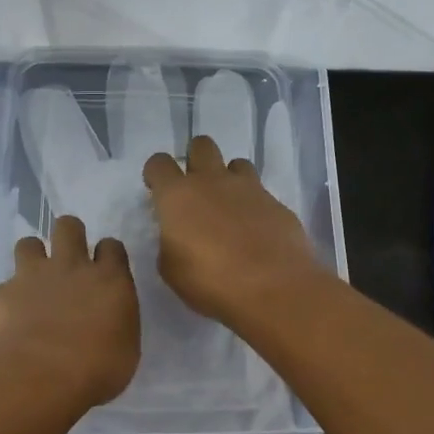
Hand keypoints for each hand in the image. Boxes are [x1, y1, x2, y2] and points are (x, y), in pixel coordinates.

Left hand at [0, 215, 139, 408]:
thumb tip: (108, 325)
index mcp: (109, 280)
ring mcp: (31, 276)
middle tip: (68, 260)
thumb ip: (116, 325)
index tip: (104, 269)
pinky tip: (6, 322)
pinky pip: (0, 289)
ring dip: (31, 258)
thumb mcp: (125, 351)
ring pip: (28, 244)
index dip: (107, 254)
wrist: (39, 376)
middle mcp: (70, 267)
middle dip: (69, 235)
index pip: (111, 247)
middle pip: (69, 227)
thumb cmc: (96, 370)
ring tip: (32, 282)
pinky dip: (3, 302)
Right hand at [142, 136, 326, 330]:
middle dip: (195, 159)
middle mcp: (213, 181)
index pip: (159, 163)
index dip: (156, 174)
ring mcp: (249, 188)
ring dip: (228, 179)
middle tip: (196, 190)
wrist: (274, 288)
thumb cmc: (211, 282)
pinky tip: (255, 231)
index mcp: (178, 195)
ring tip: (229, 208)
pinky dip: (254, 205)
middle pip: (201, 145)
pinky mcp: (276, 203)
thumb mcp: (171, 270)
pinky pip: (260, 192)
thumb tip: (178, 235)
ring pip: (236, 163)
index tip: (158, 192)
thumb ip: (169, 243)